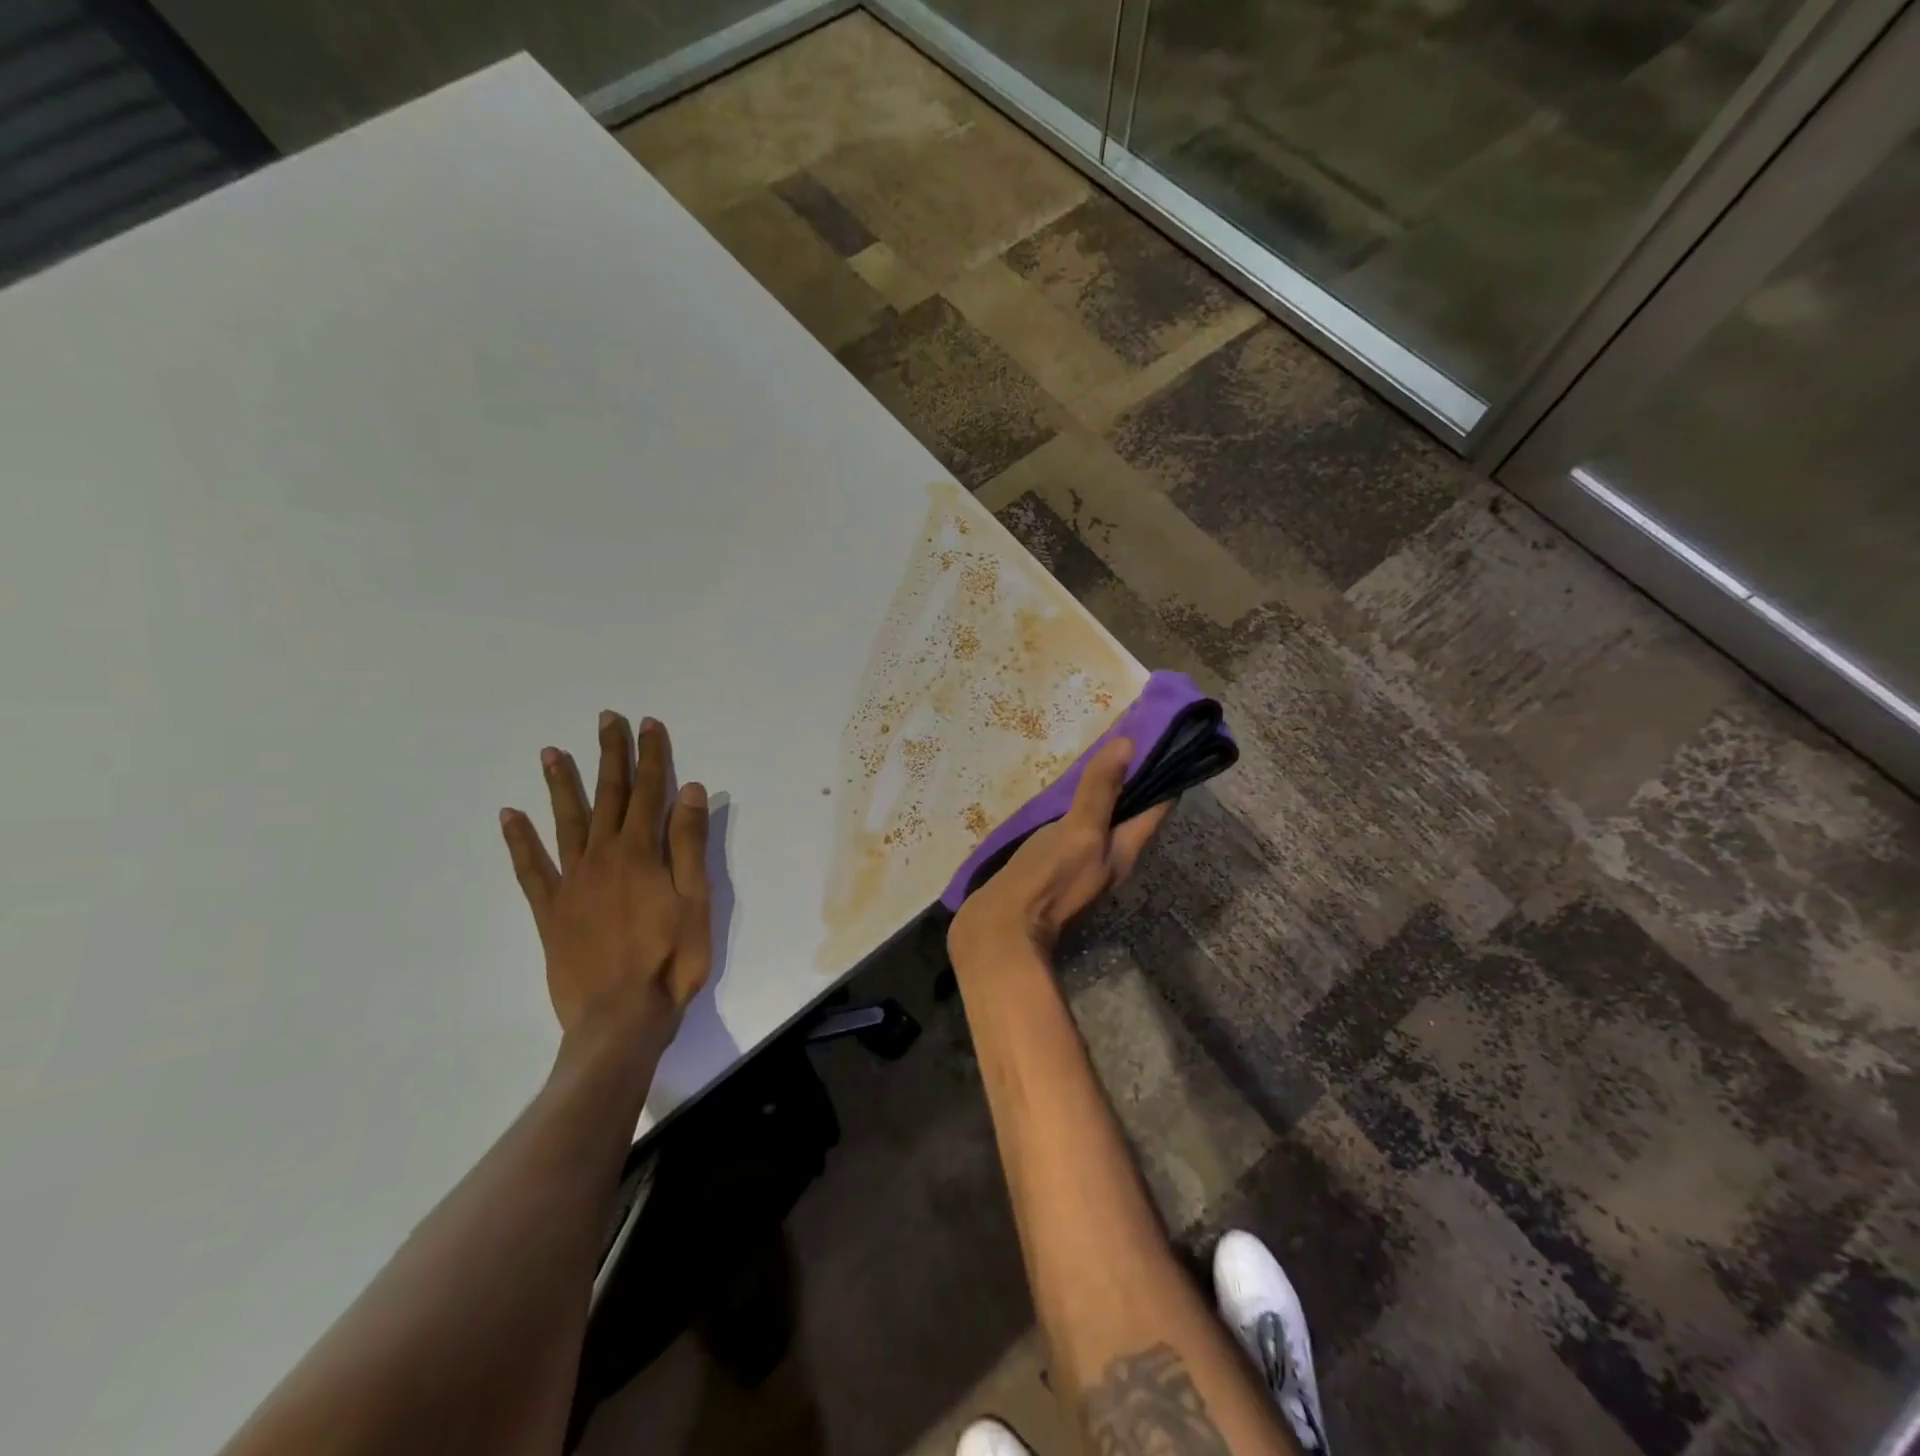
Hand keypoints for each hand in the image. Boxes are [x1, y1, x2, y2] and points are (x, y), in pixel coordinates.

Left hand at [500, 711, 711, 1044]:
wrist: (620, 1017)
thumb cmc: (670, 958)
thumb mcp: (696, 899)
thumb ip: (689, 843)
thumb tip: (689, 790)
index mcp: (641, 853)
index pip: (650, 792)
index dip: (651, 756)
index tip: (648, 724)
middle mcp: (602, 856)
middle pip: (609, 796)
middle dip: (610, 755)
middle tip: (605, 719)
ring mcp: (572, 882)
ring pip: (567, 822)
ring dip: (562, 785)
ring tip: (551, 752)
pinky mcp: (550, 910)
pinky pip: (531, 868)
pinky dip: (520, 841)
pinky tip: (510, 816)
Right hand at [948, 737, 1172, 966]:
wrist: (999, 932)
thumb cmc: (1046, 881)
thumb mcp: (1080, 832)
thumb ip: (1101, 791)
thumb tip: (1128, 745)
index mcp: (1125, 850)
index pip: (1157, 806)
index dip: (1163, 772)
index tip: (1160, 735)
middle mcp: (1109, 858)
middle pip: (1129, 813)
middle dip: (1129, 778)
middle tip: (1120, 737)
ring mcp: (1079, 865)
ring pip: (1099, 821)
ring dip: (1100, 793)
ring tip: (1090, 757)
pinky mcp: (1050, 868)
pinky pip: (1070, 830)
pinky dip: (1071, 808)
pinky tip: (1057, 795)